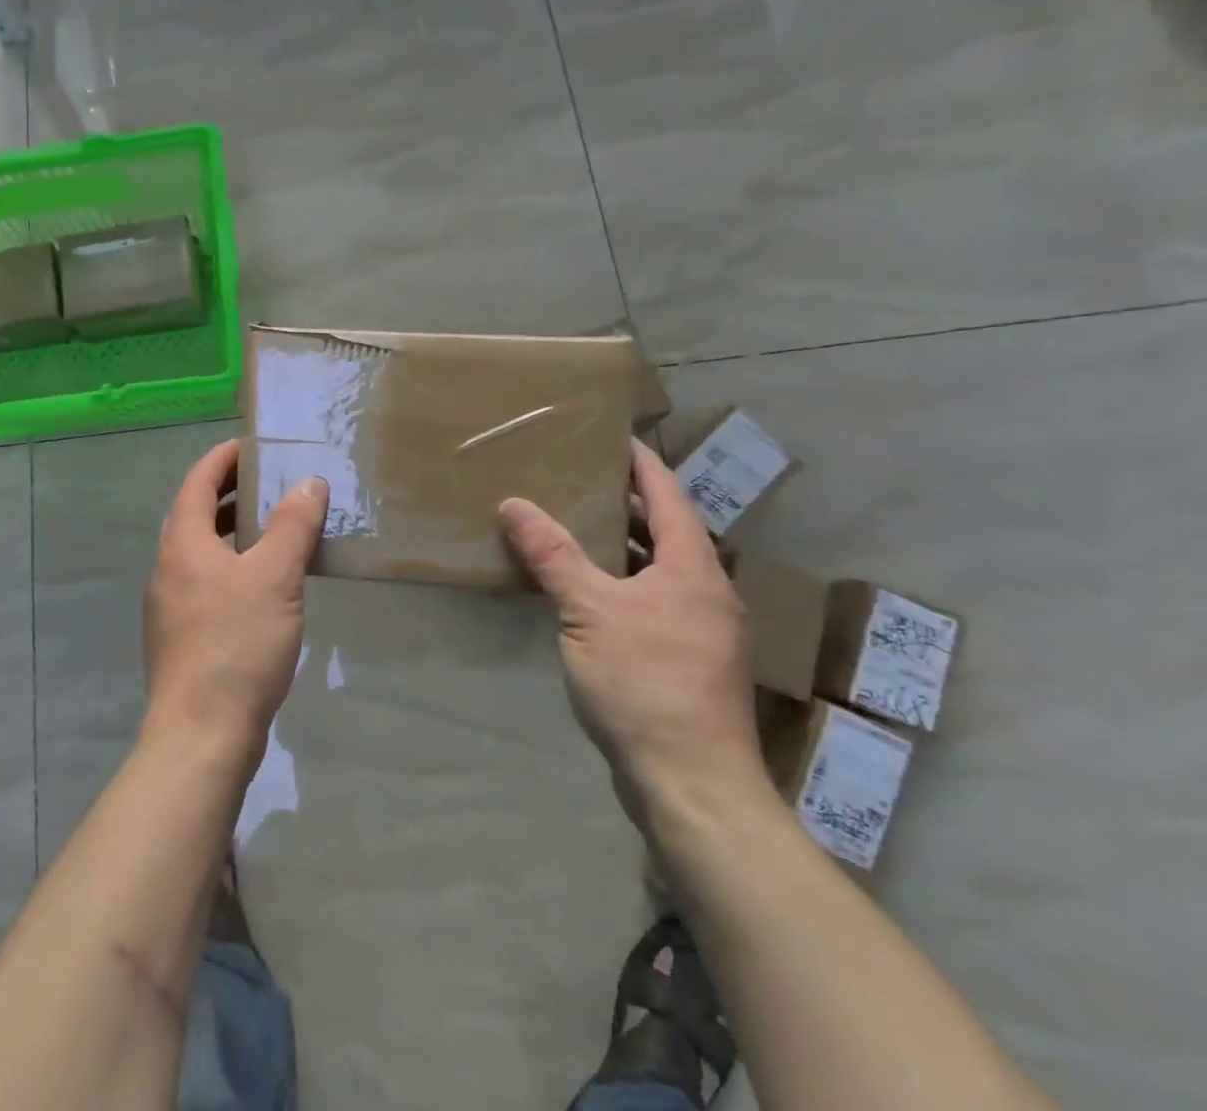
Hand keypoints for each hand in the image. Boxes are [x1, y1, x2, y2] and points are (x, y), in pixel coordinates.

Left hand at [142, 439, 328, 765]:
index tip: (251, 446)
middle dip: (228, 494)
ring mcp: (168, 605)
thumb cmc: (238, 645)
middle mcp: (167, 567)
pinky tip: (260, 587)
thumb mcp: (275, 578)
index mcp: (183, 543)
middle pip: (194, 514)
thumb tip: (308, 483)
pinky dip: (229, 566)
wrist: (201, 734)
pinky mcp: (179, 636)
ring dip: (230, 533)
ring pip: (199, 551)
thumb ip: (293, 525)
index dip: (222, 459)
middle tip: (268, 484)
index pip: (198, 482)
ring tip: (271, 530)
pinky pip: (203, 582)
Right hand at [499, 438, 767, 828]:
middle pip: (666, 531)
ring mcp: (700, 629)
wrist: (692, 784)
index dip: (642, 463)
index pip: (669, 497)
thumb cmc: (646, 683)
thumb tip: (513, 503)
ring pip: (658, 569)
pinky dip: (620, 581)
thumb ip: (552, 555)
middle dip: (626, 502)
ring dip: (621, 545)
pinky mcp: (686, 660)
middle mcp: (706, 591)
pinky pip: (651, 600)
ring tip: (574, 524)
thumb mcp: (589, 611)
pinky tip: (585, 590)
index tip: (613, 436)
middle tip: (580, 477)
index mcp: (693, 568)